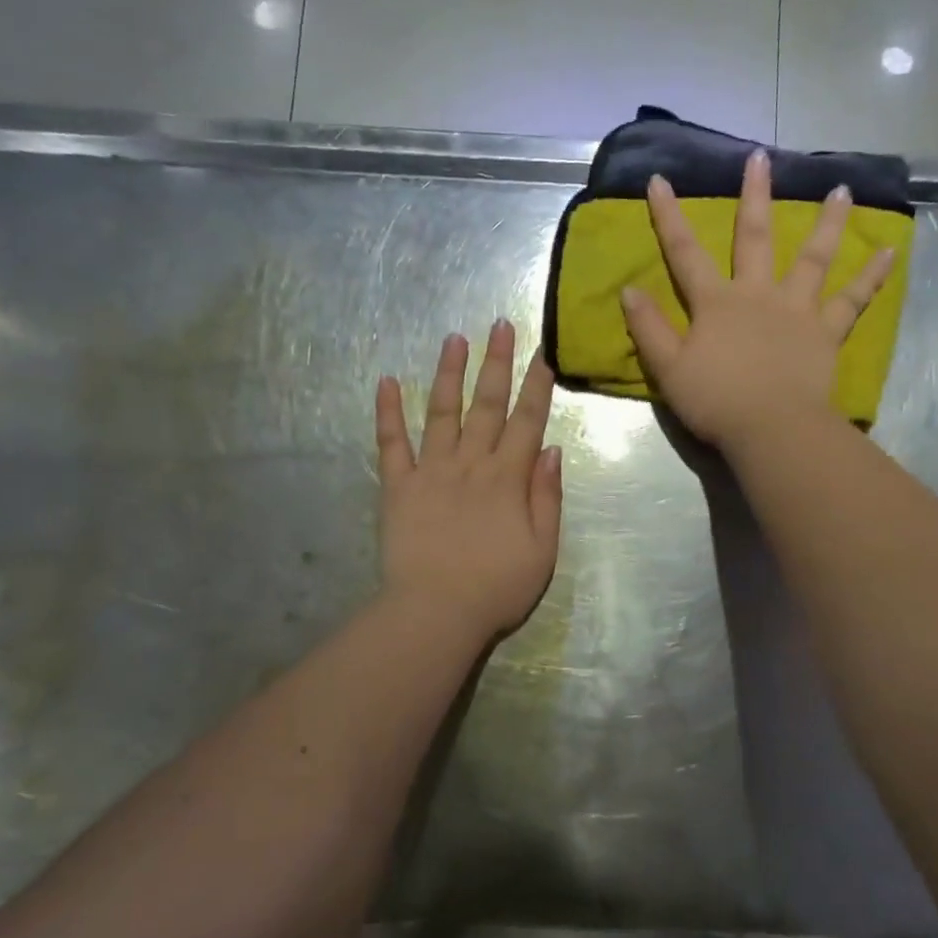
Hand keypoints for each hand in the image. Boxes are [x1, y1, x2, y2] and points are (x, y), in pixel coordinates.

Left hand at [375, 321, 561, 642]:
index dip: (537, 385)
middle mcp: (470, 463)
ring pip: (441, 412)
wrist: (436, 613)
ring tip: (454, 339)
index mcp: (507, 478)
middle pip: (486, 404)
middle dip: (497, 363)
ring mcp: (430, 471)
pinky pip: (391, 443)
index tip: (543, 352)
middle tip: (501, 325)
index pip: (527, 420)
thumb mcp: (543, 549)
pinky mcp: (397, 486)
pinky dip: (387, 412)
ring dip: (448, 373)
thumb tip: (551, 449)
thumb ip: (547, 496)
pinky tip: (386, 381)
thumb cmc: (497, 587)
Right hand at [619, 149, 896, 451]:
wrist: (771, 429)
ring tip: (842, 189)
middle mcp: (758, 294)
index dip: (670, 217)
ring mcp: (797, 309)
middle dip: (755, 196)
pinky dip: (871, 276)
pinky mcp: (826, 331)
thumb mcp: (668, 369)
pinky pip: (853, 300)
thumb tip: (628, 290)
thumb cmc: (716, 401)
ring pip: (814, 257)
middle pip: (756, 237)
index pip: (685, 253)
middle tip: (761, 158)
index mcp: (716, 303)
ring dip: (827, 222)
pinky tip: (891, 251)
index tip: (660, 180)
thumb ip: (649, 329)